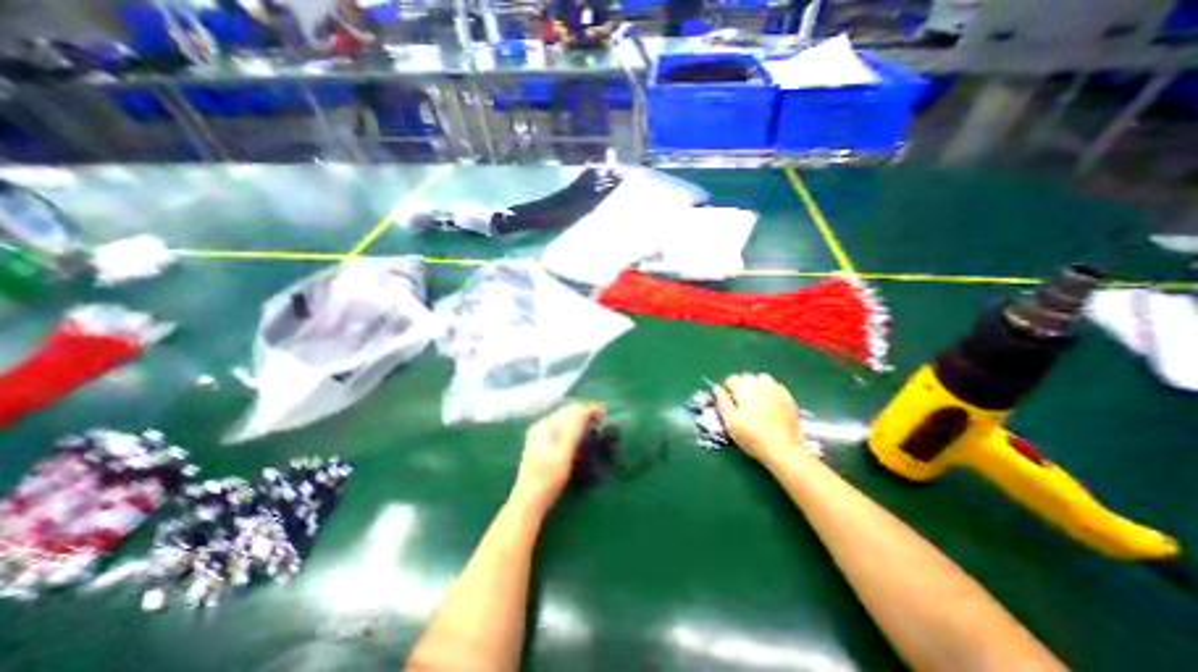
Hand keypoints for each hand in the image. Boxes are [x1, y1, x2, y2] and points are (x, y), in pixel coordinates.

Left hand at [510, 403, 604, 510]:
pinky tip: (581, 436)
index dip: (587, 409)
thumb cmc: (547, 478)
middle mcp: (541, 427)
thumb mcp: (563, 453)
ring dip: (580, 421)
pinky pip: (562, 431)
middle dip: (584, 413)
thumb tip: (585, 409)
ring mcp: (541, 437)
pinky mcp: (544, 447)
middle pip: (566, 414)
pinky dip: (574, 430)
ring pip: (564, 422)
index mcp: (544, 426)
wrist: (529, 503)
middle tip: (602, 418)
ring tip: (595, 424)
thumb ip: (573, 430)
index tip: (604, 412)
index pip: (569, 410)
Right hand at [710, 369, 803, 464]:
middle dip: (740, 386)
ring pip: (761, 379)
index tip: (725, 400)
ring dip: (755, 385)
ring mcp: (776, 388)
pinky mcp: (788, 397)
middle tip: (738, 403)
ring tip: (753, 401)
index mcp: (744, 387)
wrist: (782, 448)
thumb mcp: (729, 420)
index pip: (730, 379)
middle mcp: (760, 382)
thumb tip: (716, 389)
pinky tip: (768, 404)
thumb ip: (722, 401)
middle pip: (746, 377)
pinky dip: (768, 391)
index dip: (725, 389)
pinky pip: (775, 386)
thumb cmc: (751, 435)